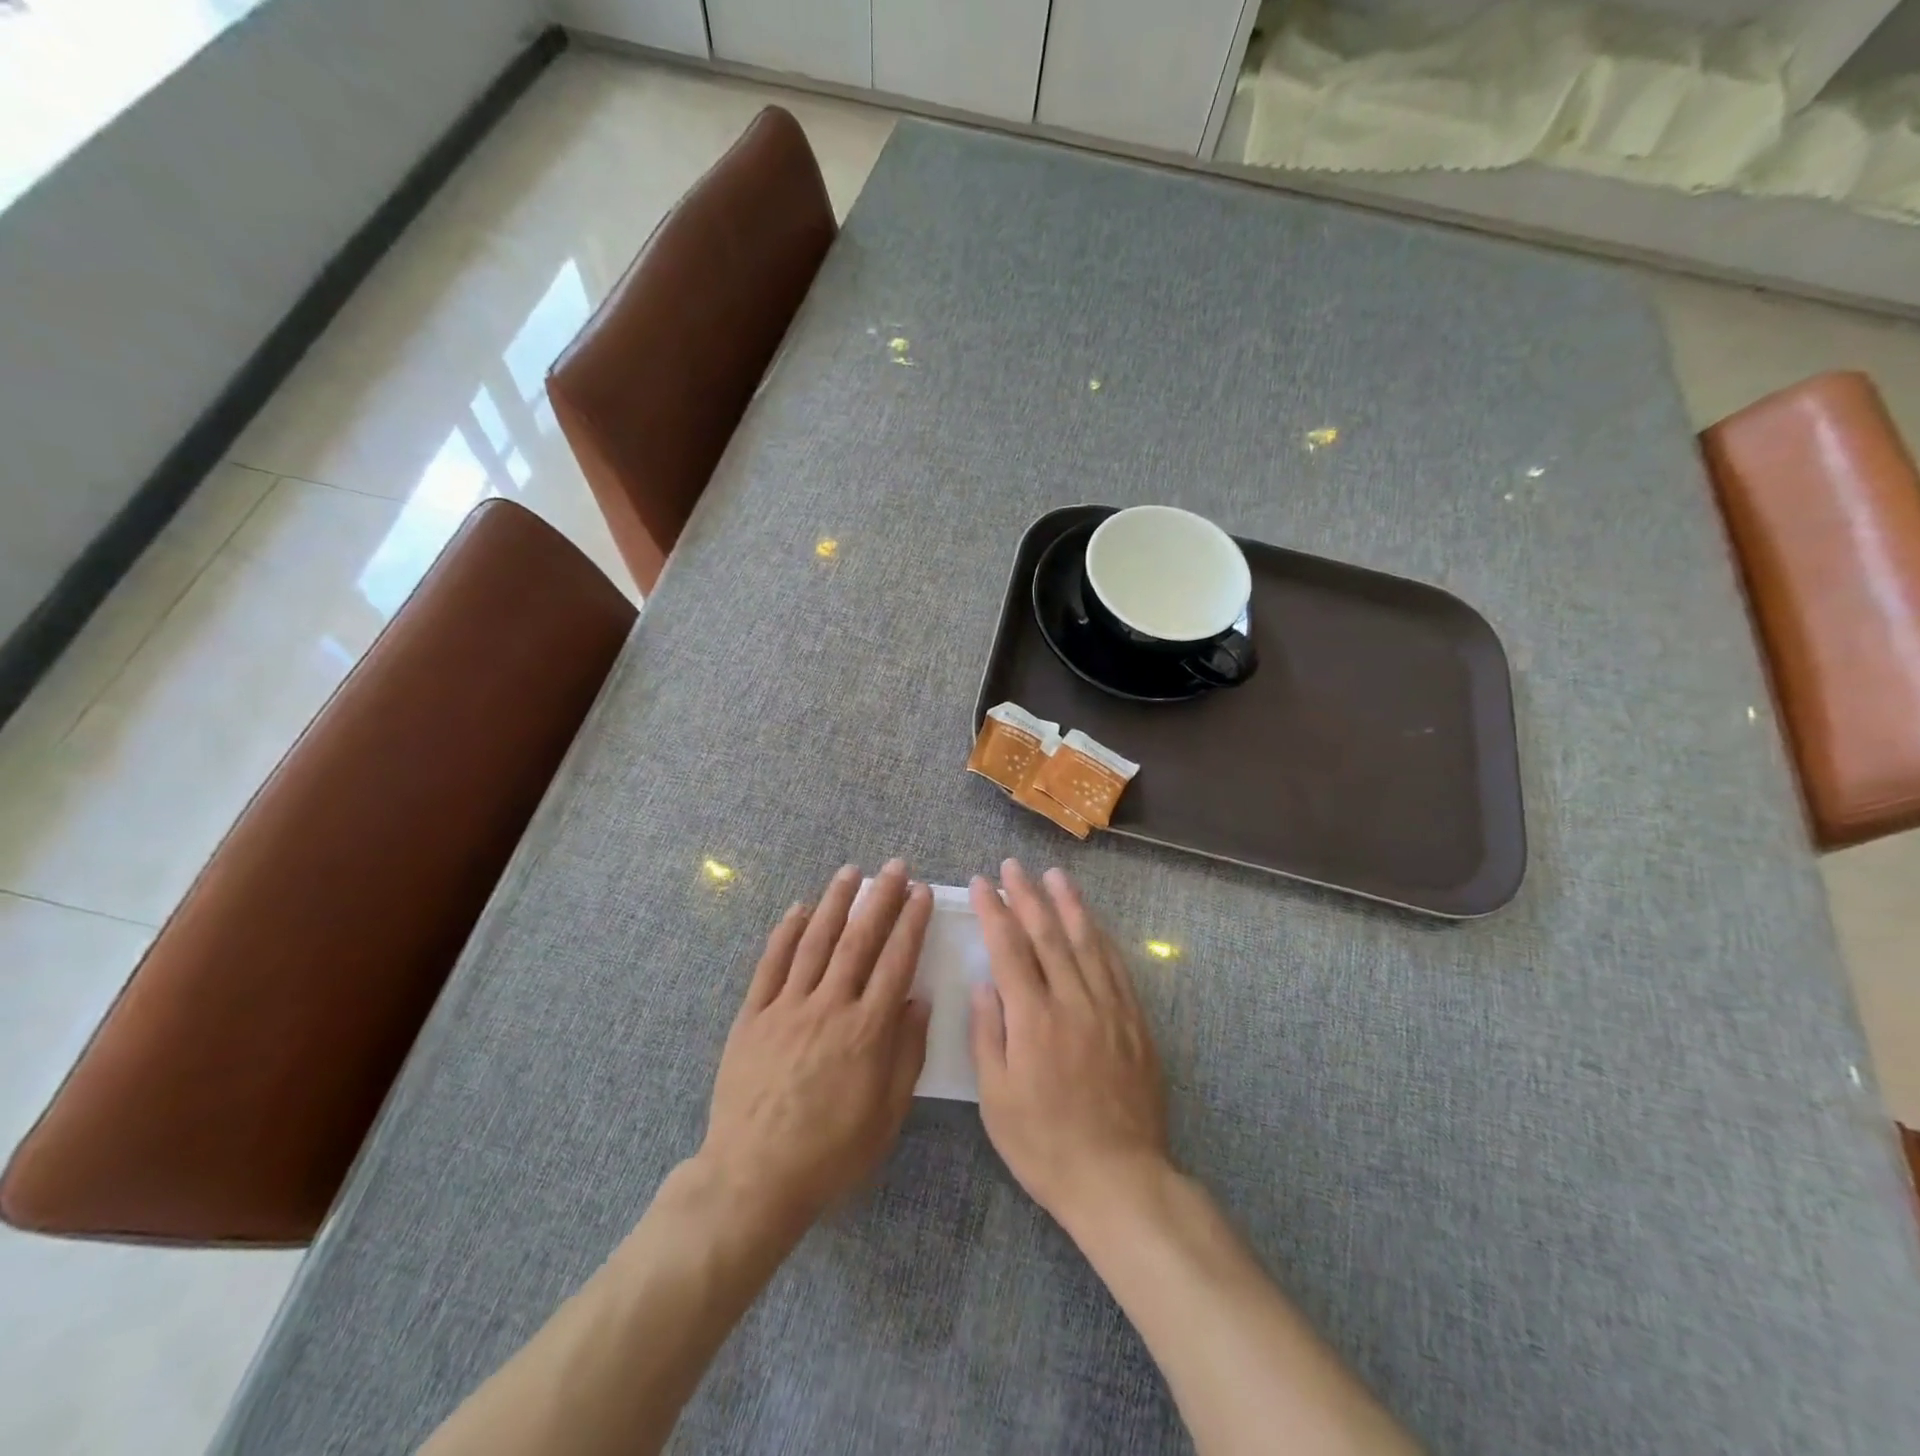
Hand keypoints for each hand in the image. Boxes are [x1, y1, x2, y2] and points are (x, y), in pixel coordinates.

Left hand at [699, 861, 932, 1232]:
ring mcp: (787, 1007)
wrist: (753, 1179)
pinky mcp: (753, 1016)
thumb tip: (919, 999)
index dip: (911, 923)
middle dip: (880, 899)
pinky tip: (799, 909)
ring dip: (835, 902)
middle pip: (859, 940)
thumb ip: (906, 1053)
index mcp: (866, 1031)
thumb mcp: (886, 1116)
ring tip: (851, 872)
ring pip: (815, 942)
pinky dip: (786, 933)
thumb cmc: (830, 1153)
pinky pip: (771, 965)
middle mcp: (829, 1007)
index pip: (896, 961)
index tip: (921, 893)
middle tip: (895, 867)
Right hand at [968, 860, 1170, 1232]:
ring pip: (1086, 942)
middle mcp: (1073, 1002)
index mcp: (1033, 1019)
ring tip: (1055, 875)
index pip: (1009, 949)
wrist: (1119, 1178)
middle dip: (1027, 896)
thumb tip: (984, 983)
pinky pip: (1117, 967)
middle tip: (1013, 866)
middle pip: (1048, 935)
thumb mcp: (996, 1099)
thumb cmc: (1044, 1144)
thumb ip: (988, 1034)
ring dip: (1069, 904)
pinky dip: (1102, 937)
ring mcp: (1109, 1008)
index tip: (983, 884)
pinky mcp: (1134, 1022)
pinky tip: (1094, 922)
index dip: (995, 911)